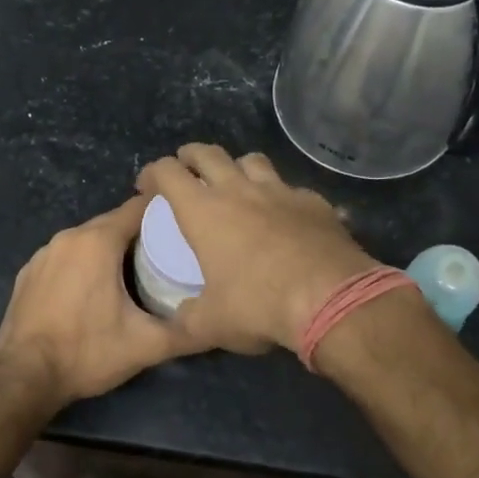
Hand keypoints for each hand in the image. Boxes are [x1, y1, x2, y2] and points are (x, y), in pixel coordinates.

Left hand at [0, 194, 198, 413]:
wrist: (23, 377)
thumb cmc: (86, 352)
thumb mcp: (145, 345)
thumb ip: (186, 333)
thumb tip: (217, 325)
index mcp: (97, 241)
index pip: (138, 208)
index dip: (164, 213)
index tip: (184, 225)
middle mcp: (68, 237)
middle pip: (112, 222)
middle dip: (138, 233)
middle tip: (165, 254)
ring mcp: (43, 253)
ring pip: (86, 239)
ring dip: (109, 249)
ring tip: (133, 272)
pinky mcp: (27, 273)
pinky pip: (64, 256)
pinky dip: (81, 264)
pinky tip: (91, 290)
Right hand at [137, 143, 378, 354]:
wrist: (331, 299)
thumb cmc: (259, 306)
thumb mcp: (211, 324)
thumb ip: (188, 318)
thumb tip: (180, 320)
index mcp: (204, 211)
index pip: (168, 173)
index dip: (152, 173)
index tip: (147, 186)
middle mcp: (239, 190)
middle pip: (208, 153)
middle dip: (191, 156)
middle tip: (186, 170)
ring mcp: (280, 191)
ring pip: (252, 160)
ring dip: (237, 167)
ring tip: (236, 184)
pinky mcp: (314, 202)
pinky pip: (291, 188)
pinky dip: (281, 197)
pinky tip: (286, 217)